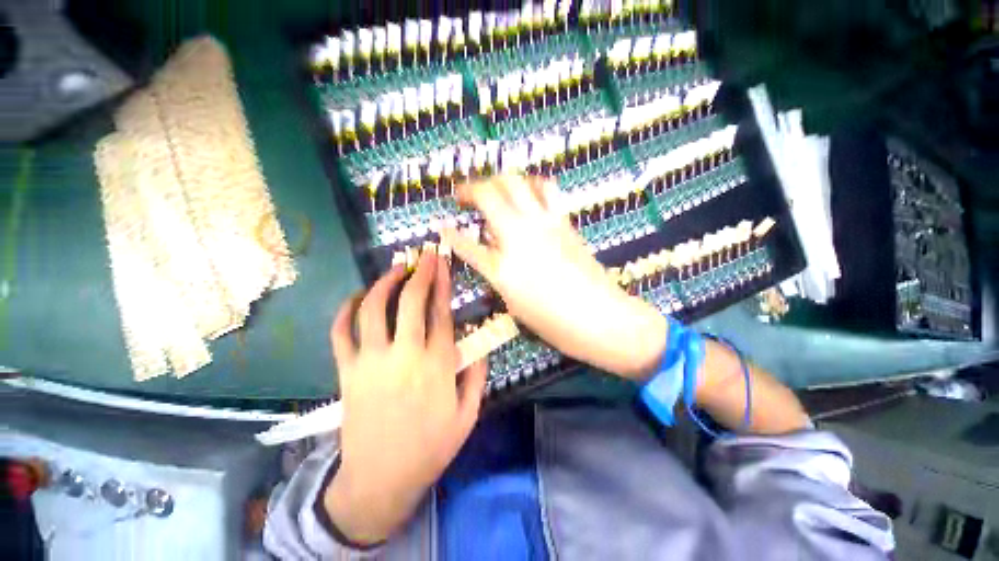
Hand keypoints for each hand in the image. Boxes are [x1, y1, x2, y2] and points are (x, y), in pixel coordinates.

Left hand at [324, 252, 487, 544]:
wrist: (380, 480)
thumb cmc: (430, 448)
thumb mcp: (468, 415)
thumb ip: (477, 376)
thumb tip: (479, 345)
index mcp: (436, 366)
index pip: (440, 313)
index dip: (442, 284)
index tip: (442, 263)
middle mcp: (404, 356)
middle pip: (410, 302)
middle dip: (419, 273)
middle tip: (424, 255)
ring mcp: (371, 362)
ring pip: (373, 310)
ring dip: (383, 283)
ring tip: (395, 268)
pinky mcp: (347, 372)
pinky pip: (340, 333)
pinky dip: (345, 311)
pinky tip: (357, 297)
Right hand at [441, 174, 668, 379]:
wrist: (600, 316)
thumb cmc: (554, 321)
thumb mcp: (515, 302)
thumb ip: (498, 271)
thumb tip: (491, 249)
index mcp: (501, 268)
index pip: (466, 244)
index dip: (450, 235)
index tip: (442, 227)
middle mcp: (519, 236)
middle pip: (488, 194)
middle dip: (470, 189)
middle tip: (464, 196)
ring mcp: (543, 223)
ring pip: (516, 181)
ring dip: (500, 181)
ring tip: (495, 190)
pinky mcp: (563, 220)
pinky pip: (545, 189)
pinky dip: (531, 185)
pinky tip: (528, 193)